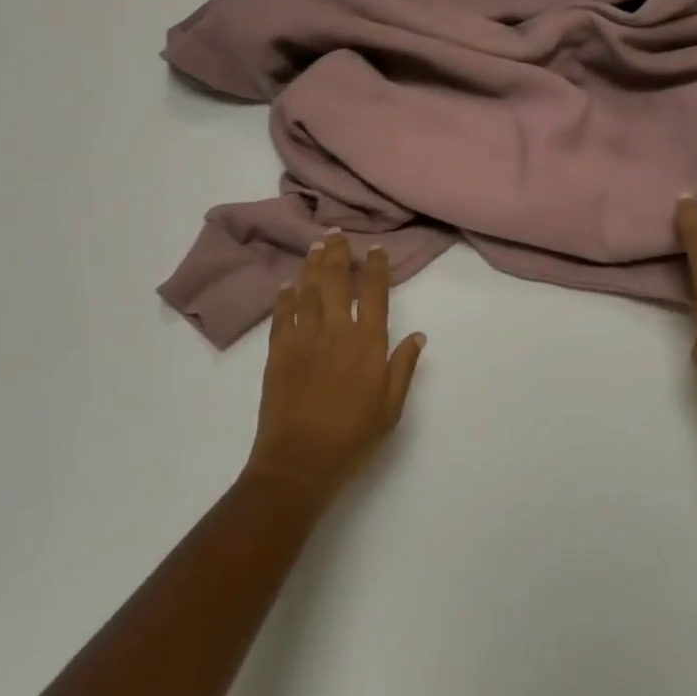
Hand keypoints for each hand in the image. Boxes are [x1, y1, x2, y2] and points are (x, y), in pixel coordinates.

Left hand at [244, 231, 425, 502]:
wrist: (299, 461)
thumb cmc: (353, 437)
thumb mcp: (391, 407)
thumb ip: (403, 367)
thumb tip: (419, 335)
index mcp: (368, 343)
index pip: (375, 294)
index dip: (376, 268)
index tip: (375, 250)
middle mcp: (336, 331)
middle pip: (337, 282)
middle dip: (338, 254)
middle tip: (336, 234)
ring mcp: (304, 338)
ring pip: (309, 291)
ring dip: (312, 266)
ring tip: (315, 245)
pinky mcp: (278, 352)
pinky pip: (282, 316)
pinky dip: (284, 297)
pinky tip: (285, 284)